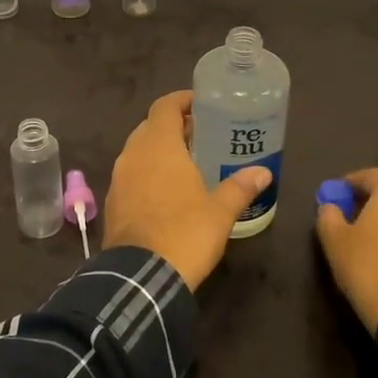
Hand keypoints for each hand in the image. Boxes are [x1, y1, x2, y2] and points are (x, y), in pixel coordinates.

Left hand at [103, 91, 271, 290]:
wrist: (140, 277)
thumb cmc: (185, 232)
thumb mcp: (220, 211)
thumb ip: (241, 187)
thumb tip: (264, 172)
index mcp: (159, 145)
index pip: (165, 106)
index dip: (182, 100)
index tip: (201, 104)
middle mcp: (133, 154)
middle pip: (150, 126)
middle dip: (173, 126)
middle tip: (200, 134)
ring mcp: (119, 178)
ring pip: (138, 151)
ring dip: (158, 150)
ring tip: (186, 162)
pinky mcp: (113, 202)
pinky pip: (131, 175)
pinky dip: (147, 173)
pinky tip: (166, 191)